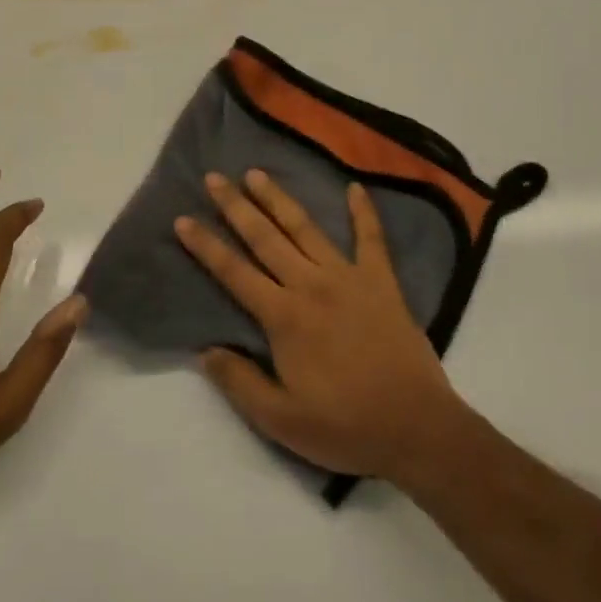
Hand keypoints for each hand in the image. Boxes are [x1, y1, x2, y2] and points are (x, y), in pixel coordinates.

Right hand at [174, 170, 467, 483]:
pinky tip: (355, 187)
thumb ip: (240, 382)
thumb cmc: (345, 426)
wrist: (417, 428)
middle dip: (236, 206)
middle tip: (215, 177)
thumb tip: (205, 351)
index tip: (183, 219)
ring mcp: (349, 278)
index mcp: (284, 317)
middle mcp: (311, 285)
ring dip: (279, 199)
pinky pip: (371, 239)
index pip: (234, 272)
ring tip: (258, 173)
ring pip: (306, 228)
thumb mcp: (281, 420)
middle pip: (265, 238)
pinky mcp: (382, 281)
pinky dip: (363, 212)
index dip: (206, 245)